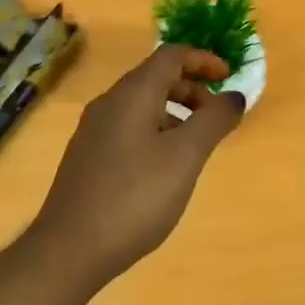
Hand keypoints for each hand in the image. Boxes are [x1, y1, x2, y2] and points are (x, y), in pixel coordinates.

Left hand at [28, 44, 245, 289]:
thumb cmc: (135, 198)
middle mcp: (107, 105)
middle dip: (191, 90)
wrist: (70, 248)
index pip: (170, 56)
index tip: (229, 77)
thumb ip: (213, 121)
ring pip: (141, 107)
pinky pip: (128, 129)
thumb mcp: (185, 158)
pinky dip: (156, 133)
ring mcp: (93, 133)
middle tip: (217, 118)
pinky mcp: (87, 159)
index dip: (203, 60)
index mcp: (131, 96)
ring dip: (175, 114)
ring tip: (196, 147)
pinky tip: (165, 169)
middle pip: (154, 79)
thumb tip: (234, 96)